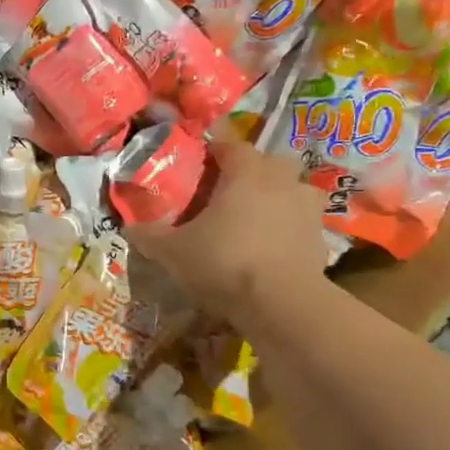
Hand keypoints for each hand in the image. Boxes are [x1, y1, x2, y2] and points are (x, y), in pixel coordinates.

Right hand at [127, 139, 328, 325]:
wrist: (281, 304)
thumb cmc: (224, 261)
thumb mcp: (173, 251)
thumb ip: (150, 235)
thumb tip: (128, 227)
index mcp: (246, 173)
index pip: (232, 145)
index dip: (217, 149)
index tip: (202, 160)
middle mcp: (282, 182)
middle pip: (272, 161)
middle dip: (255, 169)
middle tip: (232, 189)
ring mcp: (307, 211)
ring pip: (296, 190)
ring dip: (281, 197)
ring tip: (258, 218)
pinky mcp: (321, 242)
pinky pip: (303, 225)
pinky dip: (291, 231)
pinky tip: (273, 249)